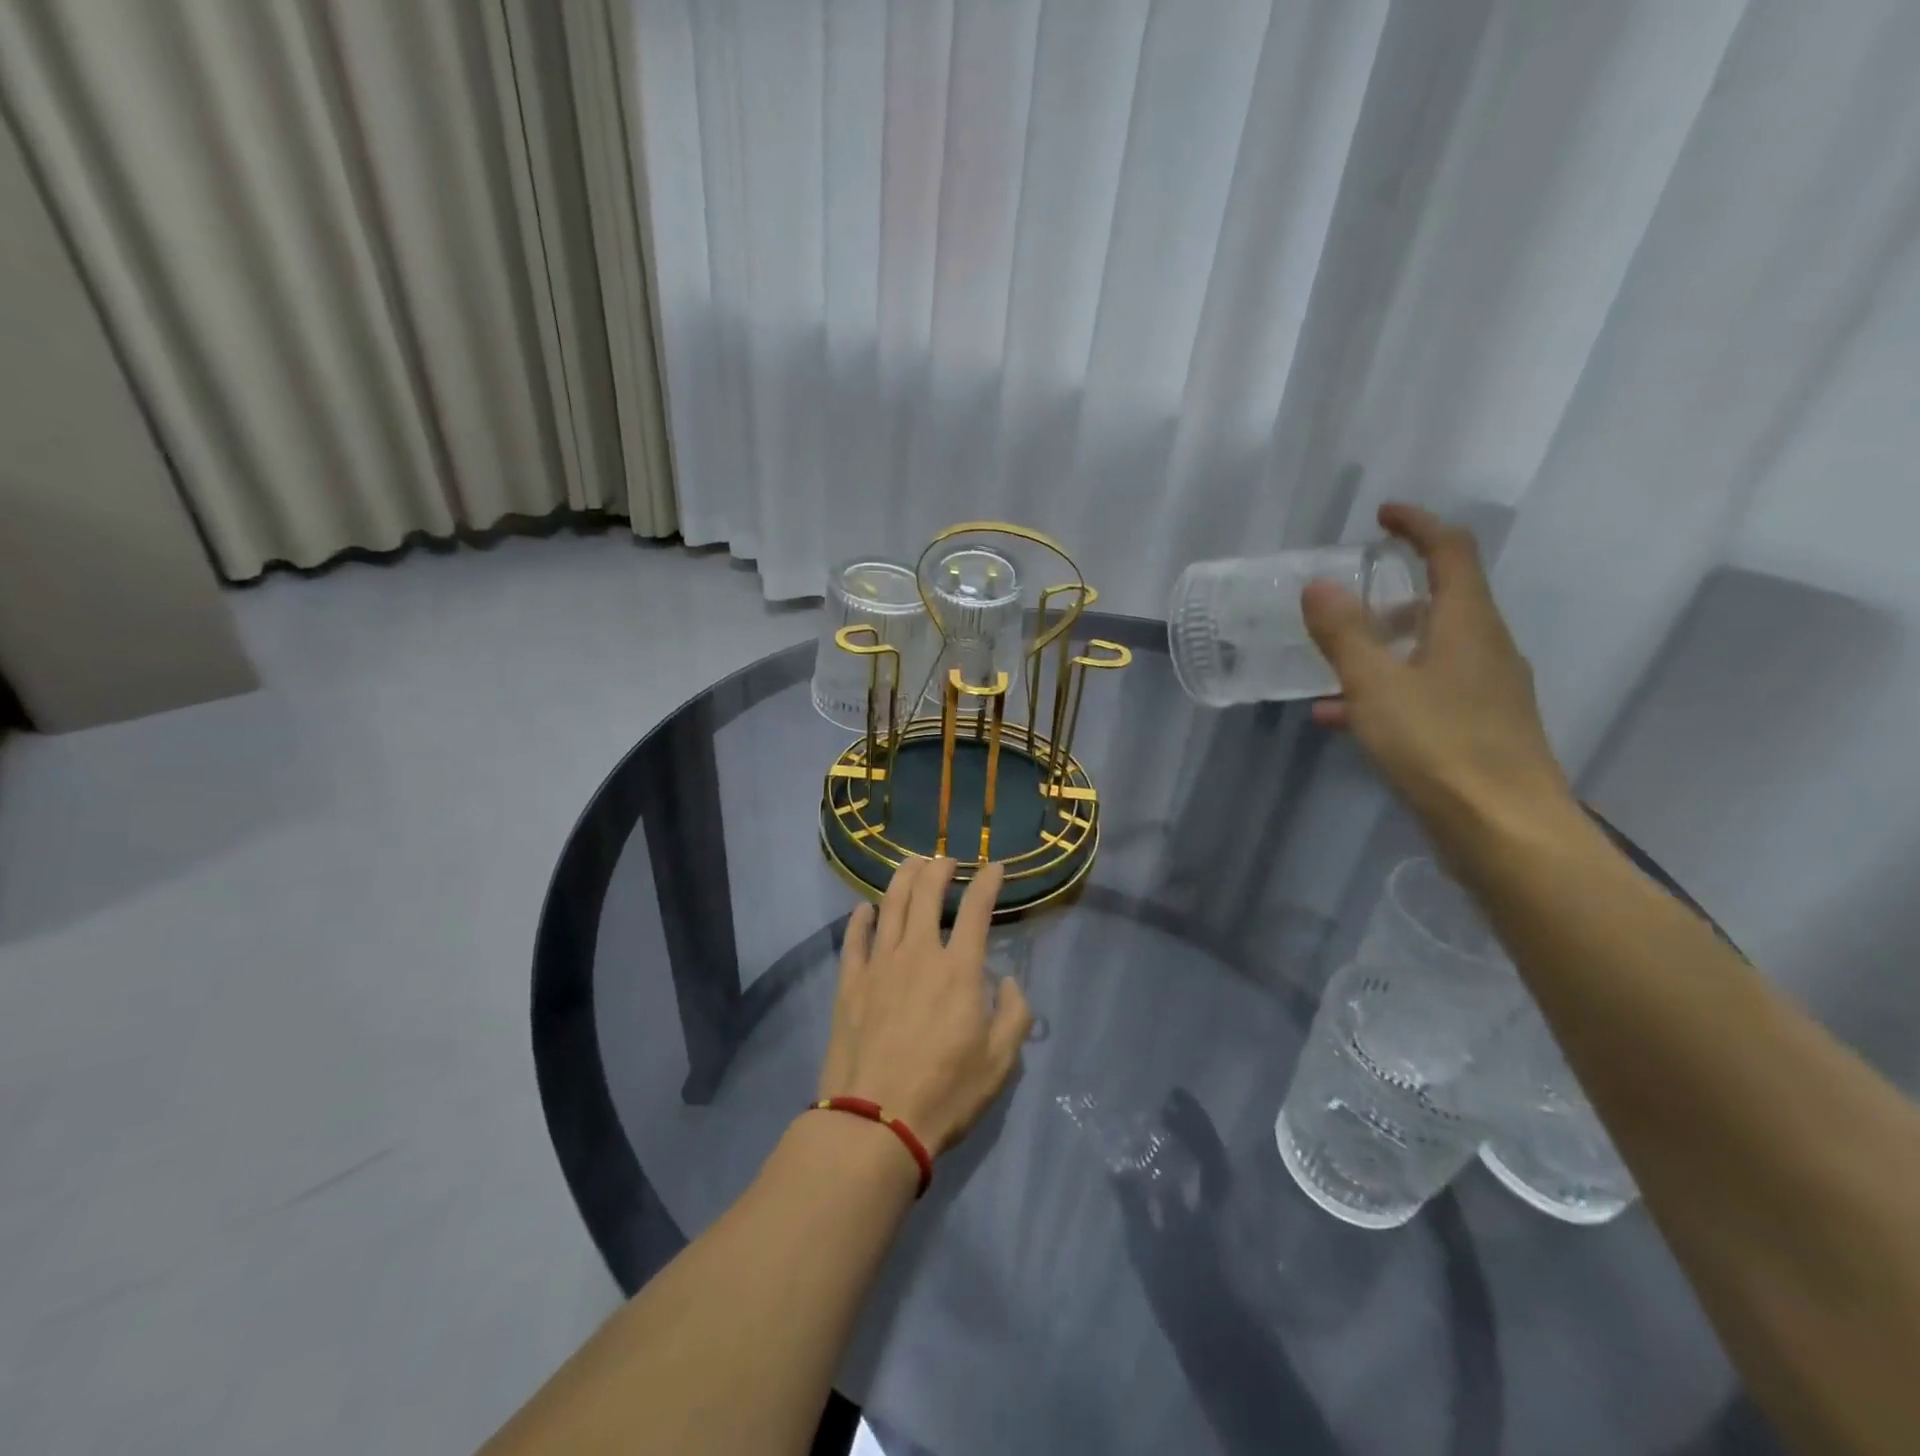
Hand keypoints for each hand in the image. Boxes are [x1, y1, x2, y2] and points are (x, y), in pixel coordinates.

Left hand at [817, 857, 1031, 1155]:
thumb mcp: (1000, 1062)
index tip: (995, 867)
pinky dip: (861, 918)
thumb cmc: (945, 1092)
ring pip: (890, 905)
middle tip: (947, 860)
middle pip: (926, 893)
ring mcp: (879, 965)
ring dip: (903, 878)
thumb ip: (1015, 1015)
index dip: (988, 882)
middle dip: (939, 868)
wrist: (875, 1121)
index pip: (976, 908)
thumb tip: (1009, 982)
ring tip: (912, 864)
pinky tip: (865, 908)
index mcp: (959, 969)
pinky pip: (854, 939)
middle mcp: (918, 953)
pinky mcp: (850, 983)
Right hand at [1301, 502, 1577, 847]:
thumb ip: (1345, 634)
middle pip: (1443, 600)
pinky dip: (1387, 690)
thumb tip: (1319, 585)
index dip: (1417, 524)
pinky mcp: (1479, 729)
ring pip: (1430, 650)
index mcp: (1469, 624)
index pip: (1452, 551)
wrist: (1505, 832)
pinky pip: (1426, 691)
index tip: (1382, 515)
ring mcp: (1487, 692)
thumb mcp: (1377, 686)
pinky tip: (1342, 718)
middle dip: (1393, 590)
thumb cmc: (1440, 747)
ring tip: (1331, 662)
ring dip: (1384, 646)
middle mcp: (1487, 648)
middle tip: (1347, 595)